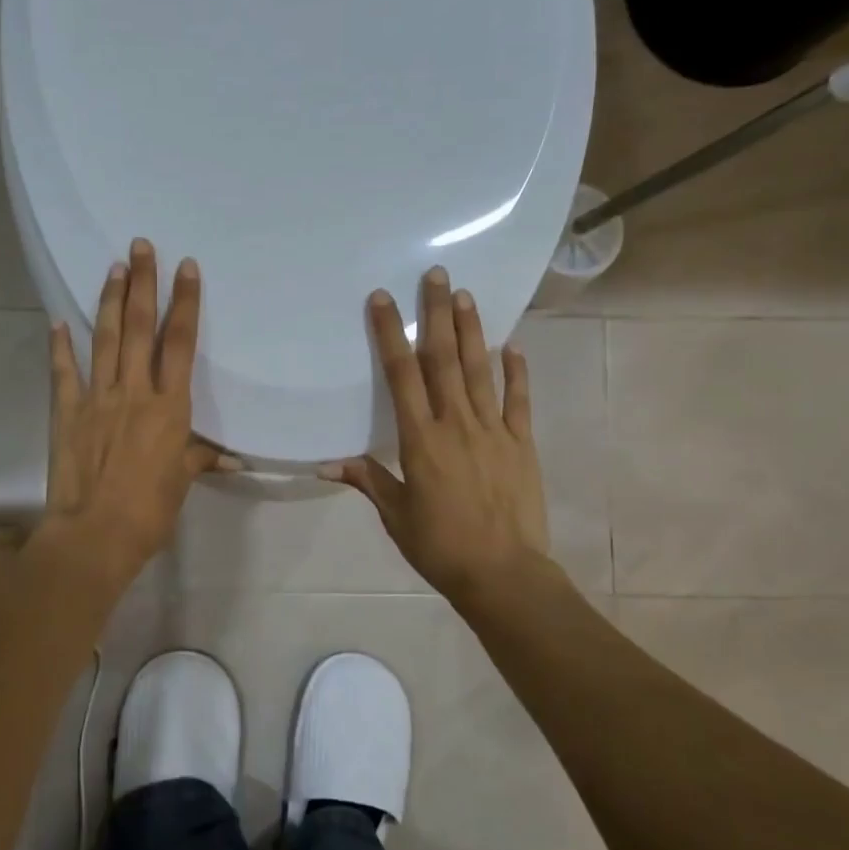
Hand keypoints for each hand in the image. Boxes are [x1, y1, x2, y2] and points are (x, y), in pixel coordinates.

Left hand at [43, 238, 226, 583]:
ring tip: (113, 266)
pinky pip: (64, 373)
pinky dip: (60, 347)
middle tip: (140, 245)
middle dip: (142, 283)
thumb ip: (199, 458)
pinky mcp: (66, 413)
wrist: (94, 535)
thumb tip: (229, 458)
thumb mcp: (182, 482)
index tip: (186, 267)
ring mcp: (97, 399)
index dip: (185, 303)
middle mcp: (134, 392)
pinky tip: (58, 322)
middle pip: (139, 328)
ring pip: (105, 340)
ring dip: (110, 301)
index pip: (179, 343)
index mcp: (169, 407)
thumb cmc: (149, 512)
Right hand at [321, 266, 552, 603]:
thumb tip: (326, 463)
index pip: (401, 375)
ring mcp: (493, 430)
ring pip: (479, 370)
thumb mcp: (396, 516)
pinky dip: (517, 372)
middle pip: (443, 359)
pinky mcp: (521, 444)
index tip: (384, 299)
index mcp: (420, 440)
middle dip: (436, 314)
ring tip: (464, 294)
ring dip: (471, 331)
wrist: (504, 574)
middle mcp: (456, 424)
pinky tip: (513, 345)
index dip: (391, 334)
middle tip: (436, 274)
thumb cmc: (441, 546)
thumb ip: (368, 480)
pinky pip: (518, 401)